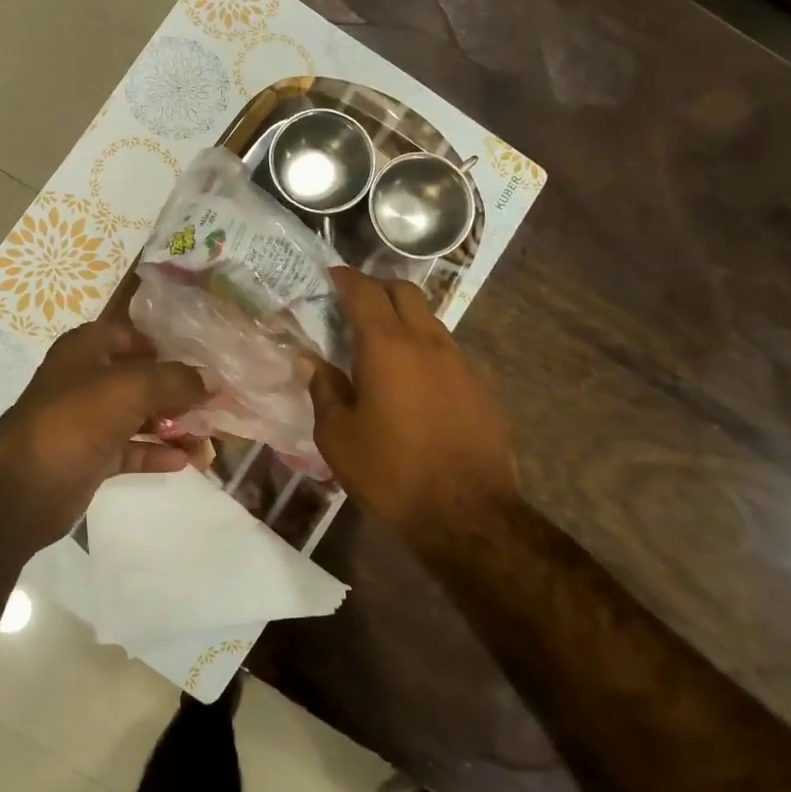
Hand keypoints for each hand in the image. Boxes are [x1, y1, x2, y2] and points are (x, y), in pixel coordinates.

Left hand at [0, 320, 209, 542]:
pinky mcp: (89, 457)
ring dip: (172, 425)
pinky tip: (185, 461)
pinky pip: (130, 449)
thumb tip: (213, 379)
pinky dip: (155, 453)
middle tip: (216, 404)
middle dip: (178, 391)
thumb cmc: (76, 420)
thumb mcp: (131, 388)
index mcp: (87, 349)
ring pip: (138, 416)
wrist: (22, 487)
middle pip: (141, 378)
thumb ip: (176, 380)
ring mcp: (86, 420)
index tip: (203, 360)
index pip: (132, 336)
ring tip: (209, 438)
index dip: (166, 346)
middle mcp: (86, 379)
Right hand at [308, 267, 520, 536]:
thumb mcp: (338, 437)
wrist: (467, 515)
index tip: (329, 276)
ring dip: (403, 318)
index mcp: (387, 346)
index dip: (344, 278)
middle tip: (353, 305)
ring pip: (429, 319)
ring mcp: (460, 362)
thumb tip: (310, 361)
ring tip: (380, 345)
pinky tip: (412, 381)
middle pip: (404, 292)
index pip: (364, 291)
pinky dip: (423, 349)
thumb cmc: (391, 473)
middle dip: (377, 288)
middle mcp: (427, 342)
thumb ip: (323, 390)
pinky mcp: (480, 386)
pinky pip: (446, 351)